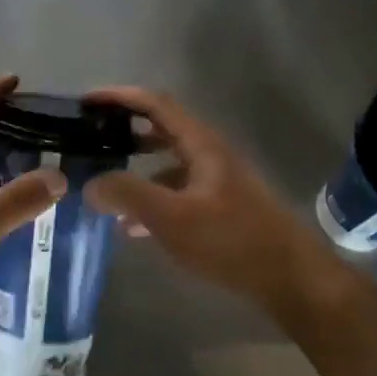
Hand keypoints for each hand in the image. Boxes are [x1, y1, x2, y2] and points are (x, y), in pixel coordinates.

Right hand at [83, 86, 351, 322]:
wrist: (290, 278)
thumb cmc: (231, 240)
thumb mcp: (173, 218)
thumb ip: (128, 195)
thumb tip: (90, 184)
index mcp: (201, 144)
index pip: (155, 104)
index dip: (119, 97)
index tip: (86, 102)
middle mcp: (209, 154)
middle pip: (160, 130)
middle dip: (123, 132)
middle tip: (89, 141)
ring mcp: (216, 181)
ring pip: (167, 164)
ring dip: (135, 170)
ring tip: (102, 187)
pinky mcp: (220, 207)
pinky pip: (176, 193)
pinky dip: (151, 200)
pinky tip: (131, 227)